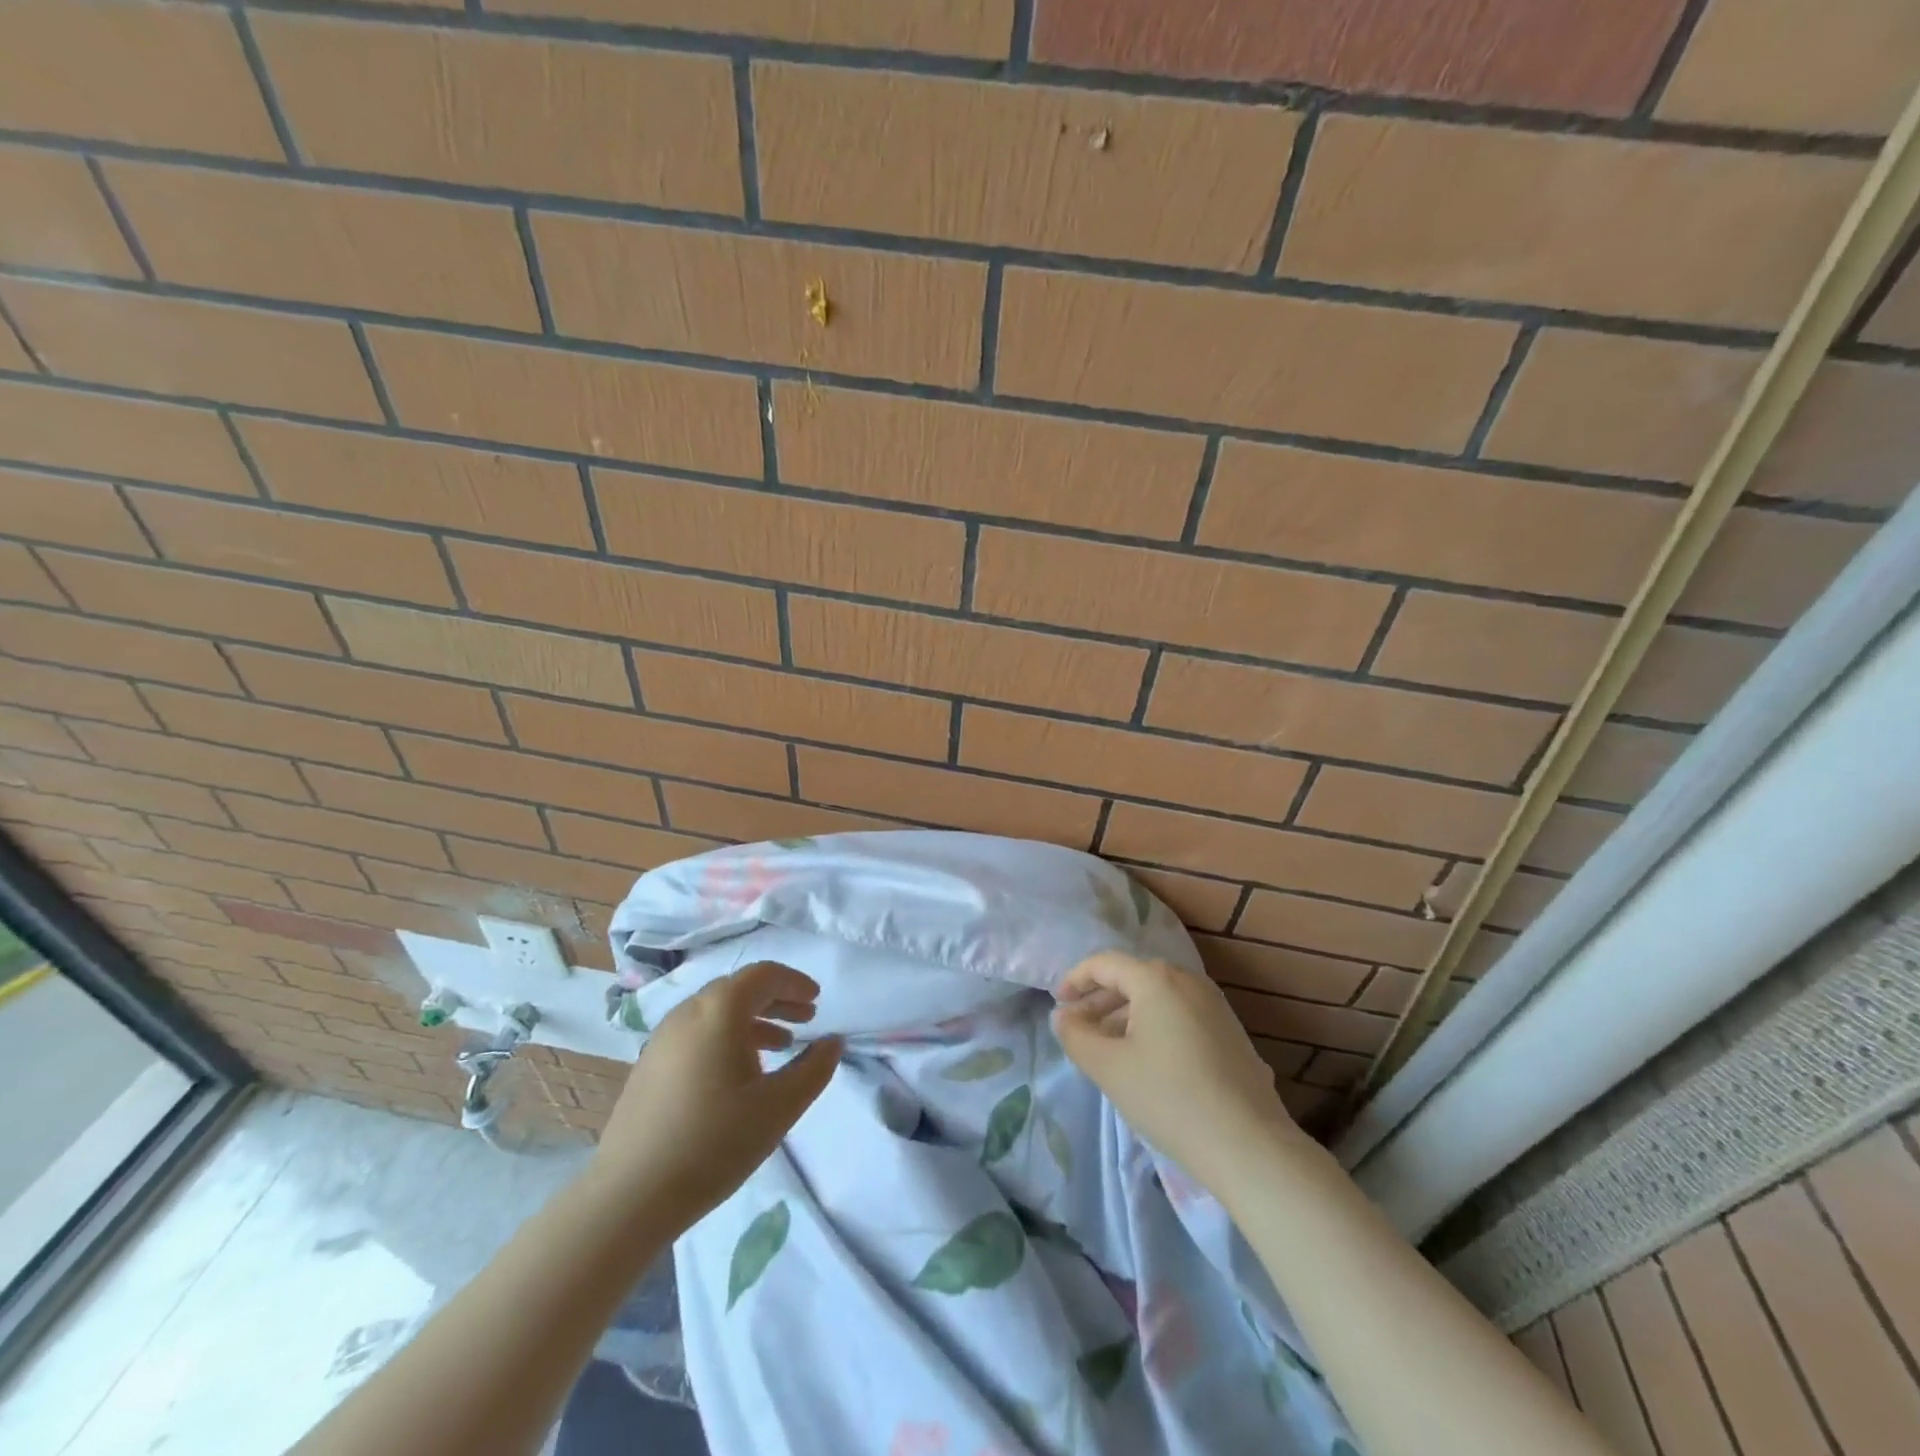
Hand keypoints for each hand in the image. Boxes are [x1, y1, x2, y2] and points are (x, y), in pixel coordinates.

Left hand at [587, 961, 841, 1232]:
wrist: (629, 1197)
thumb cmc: (714, 1143)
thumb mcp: (779, 1107)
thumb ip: (814, 1069)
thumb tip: (833, 1042)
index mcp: (720, 1010)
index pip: (763, 975)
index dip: (794, 982)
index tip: (817, 1001)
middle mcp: (688, 1012)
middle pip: (738, 990)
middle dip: (776, 1000)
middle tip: (805, 1022)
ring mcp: (662, 1039)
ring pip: (716, 1013)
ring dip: (752, 1021)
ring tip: (779, 1048)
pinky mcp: (648, 1066)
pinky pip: (697, 1034)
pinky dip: (726, 1038)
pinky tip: (738, 1076)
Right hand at [1052, 952, 1304, 1193]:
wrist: (1249, 1145)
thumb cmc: (1168, 1097)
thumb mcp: (1108, 1067)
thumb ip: (1076, 1036)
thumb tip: (1064, 1017)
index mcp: (1156, 979)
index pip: (1104, 964)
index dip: (1075, 980)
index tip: (1057, 1005)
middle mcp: (1188, 981)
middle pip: (1133, 978)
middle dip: (1100, 1001)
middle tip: (1078, 1029)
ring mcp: (1215, 1006)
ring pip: (1158, 999)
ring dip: (1126, 1016)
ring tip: (1107, 1049)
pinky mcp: (1230, 1033)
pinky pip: (1180, 1016)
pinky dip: (1154, 1027)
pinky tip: (1147, 1063)